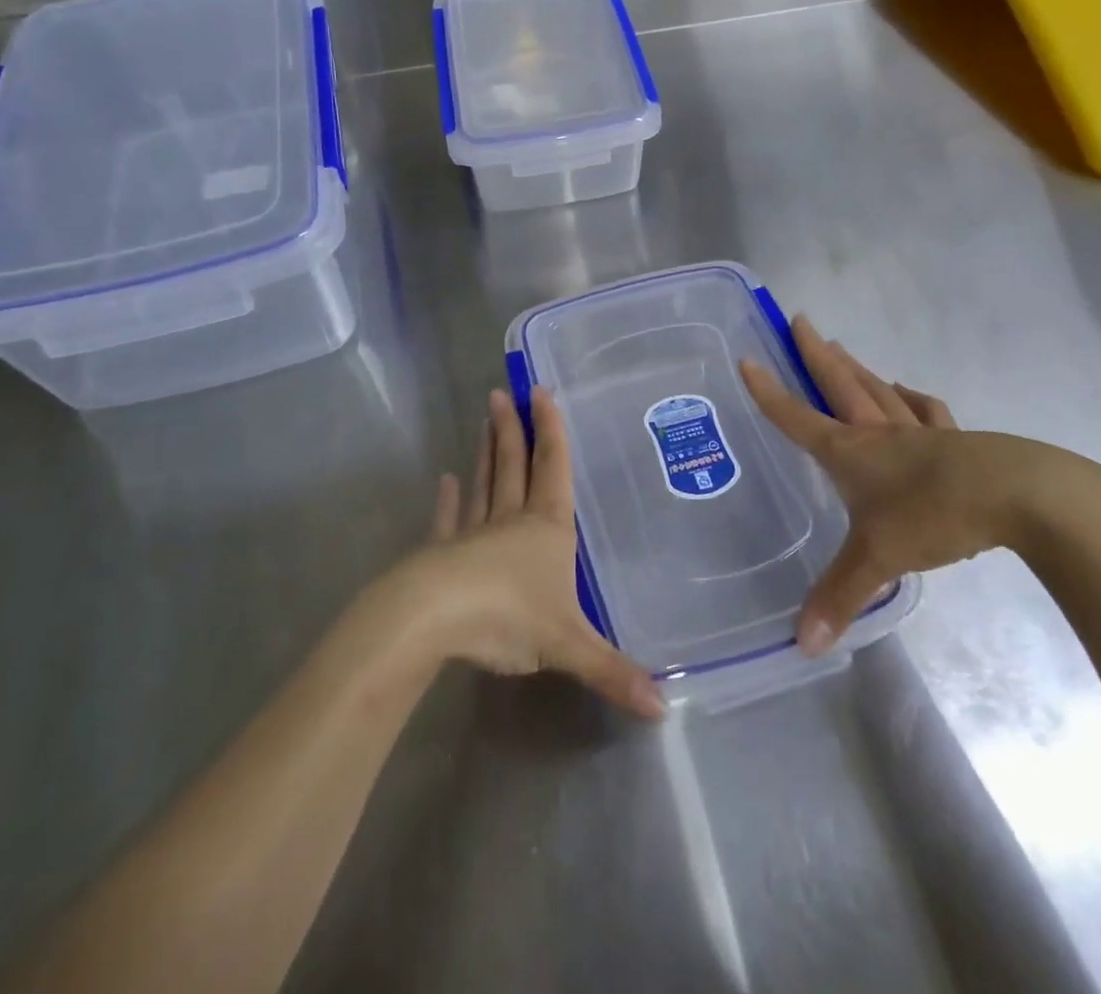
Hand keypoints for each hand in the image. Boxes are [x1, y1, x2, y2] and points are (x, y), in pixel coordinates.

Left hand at [395, 386, 664, 719]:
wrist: (436, 618)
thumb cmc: (509, 617)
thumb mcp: (568, 646)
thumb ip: (612, 672)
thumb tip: (664, 709)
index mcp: (546, 529)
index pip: (553, 468)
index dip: (551, 430)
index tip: (541, 392)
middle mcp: (511, 520)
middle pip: (514, 465)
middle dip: (513, 430)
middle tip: (504, 393)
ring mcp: (473, 533)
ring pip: (484, 483)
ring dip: (486, 452)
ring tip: (483, 421)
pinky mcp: (441, 552)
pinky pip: (448, 520)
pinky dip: (448, 501)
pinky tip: (445, 481)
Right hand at [740, 316, 1100, 656]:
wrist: (1022, 497)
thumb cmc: (935, 515)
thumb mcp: (879, 559)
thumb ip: (840, 597)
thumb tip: (801, 644)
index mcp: (852, 451)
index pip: (798, 418)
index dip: (769, 393)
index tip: (748, 360)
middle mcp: (880, 432)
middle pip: (840, 384)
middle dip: (815, 354)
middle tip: (798, 321)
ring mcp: (921, 431)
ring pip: (878, 389)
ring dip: (855, 368)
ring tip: (840, 348)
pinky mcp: (958, 440)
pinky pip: (925, 410)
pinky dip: (910, 397)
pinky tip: (905, 392)